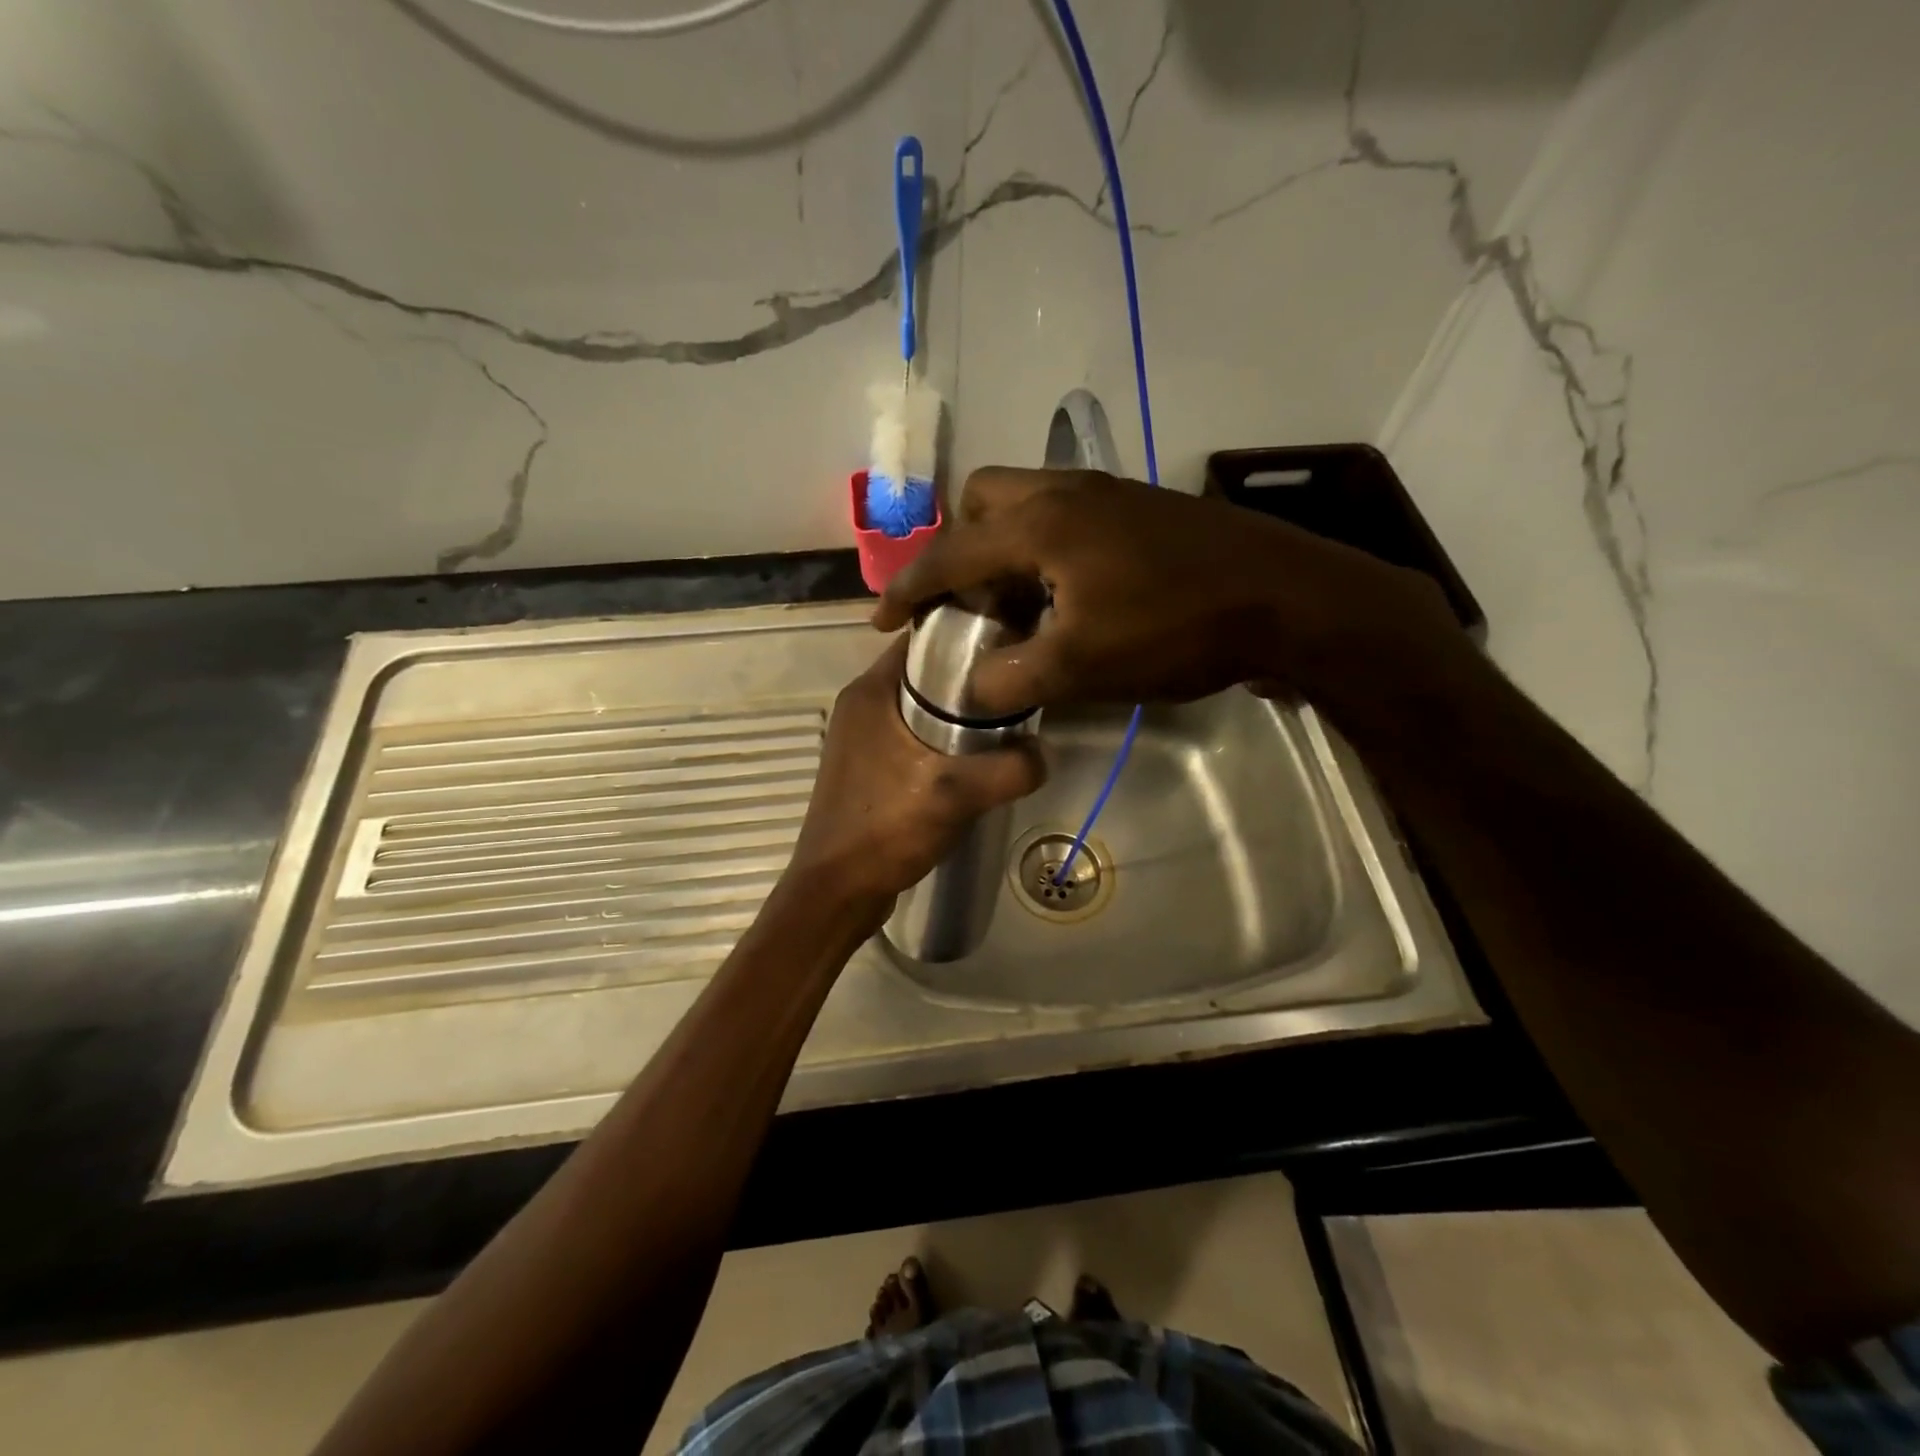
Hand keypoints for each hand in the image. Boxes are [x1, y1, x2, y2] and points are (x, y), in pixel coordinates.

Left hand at [785, 637, 1044, 918]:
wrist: (836, 891)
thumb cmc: (886, 829)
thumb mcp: (957, 794)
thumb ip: (1010, 768)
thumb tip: (1044, 752)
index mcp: (870, 691)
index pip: (922, 639)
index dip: (967, 635)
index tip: (1010, 644)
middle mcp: (860, 705)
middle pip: (924, 673)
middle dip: (969, 678)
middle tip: (1014, 688)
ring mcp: (860, 737)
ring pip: (918, 707)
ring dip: (955, 713)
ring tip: (1002, 722)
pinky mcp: (866, 766)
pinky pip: (909, 735)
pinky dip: (938, 739)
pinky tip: (970, 760)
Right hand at [873, 467, 1463, 719]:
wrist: (1288, 599)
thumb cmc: (1177, 628)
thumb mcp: (1081, 666)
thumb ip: (1011, 677)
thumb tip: (970, 687)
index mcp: (1041, 523)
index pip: (950, 551)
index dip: (908, 588)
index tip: (881, 619)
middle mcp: (1067, 492)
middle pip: (984, 499)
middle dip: (959, 546)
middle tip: (964, 600)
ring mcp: (1109, 495)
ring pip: (1028, 504)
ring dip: (1003, 546)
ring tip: (1009, 602)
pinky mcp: (1141, 510)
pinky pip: (1065, 516)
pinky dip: (1042, 548)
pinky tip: (1063, 595)